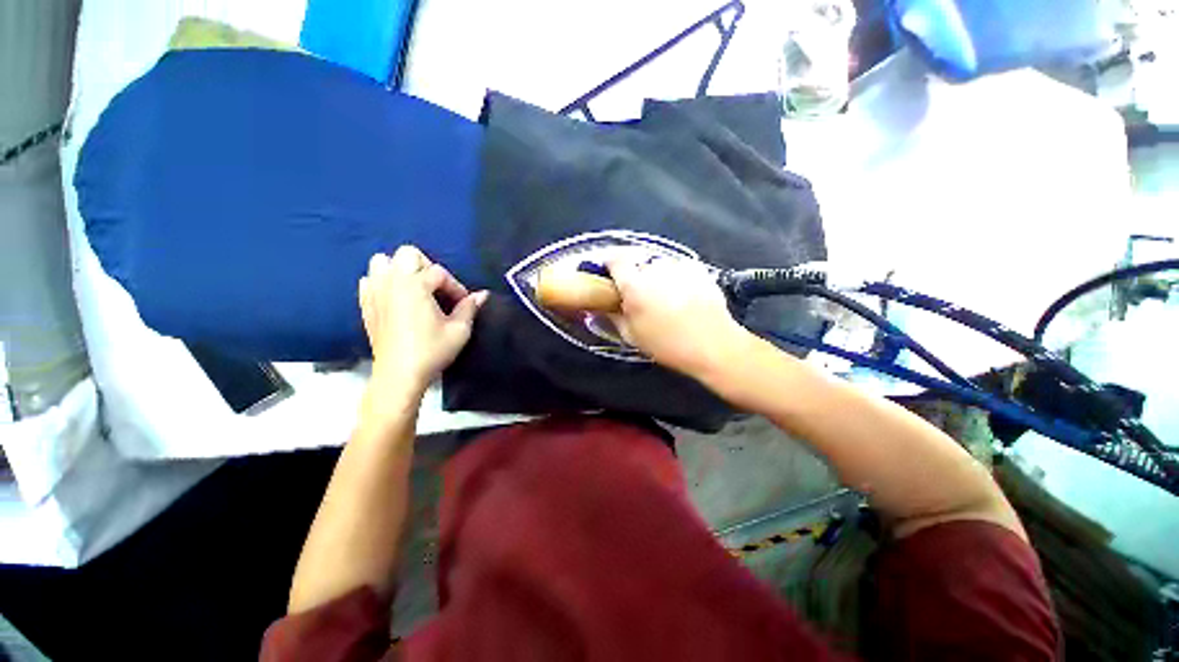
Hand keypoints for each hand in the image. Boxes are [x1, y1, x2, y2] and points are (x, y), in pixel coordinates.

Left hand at [359, 246, 487, 400]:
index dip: (456, 287)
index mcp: (415, 285)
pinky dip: (382, 283)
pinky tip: (395, 299)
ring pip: (382, 261)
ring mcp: (374, 292)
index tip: (464, 304)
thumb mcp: (459, 330)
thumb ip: (469, 307)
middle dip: (427, 267)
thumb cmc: (432, 350)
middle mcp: (391, 282)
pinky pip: (369, 280)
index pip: (440, 273)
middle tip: (438, 288)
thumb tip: (483, 295)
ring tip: (415, 289)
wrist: (399, 375)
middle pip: (407, 254)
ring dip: (401, 270)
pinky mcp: (365, 305)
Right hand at [606, 254, 749, 377]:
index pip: (614, 258)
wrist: (713, 345)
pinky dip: (673, 276)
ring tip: (661, 295)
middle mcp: (654, 268)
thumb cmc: (667, 344)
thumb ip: (612, 316)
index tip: (608, 274)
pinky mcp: (697, 269)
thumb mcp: (632, 336)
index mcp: (634, 284)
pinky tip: (680, 294)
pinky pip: (677, 267)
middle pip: (636, 259)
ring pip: (657, 263)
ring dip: (653, 274)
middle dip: (632, 272)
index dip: (608, 263)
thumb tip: (601, 306)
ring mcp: (678, 266)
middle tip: (635, 292)